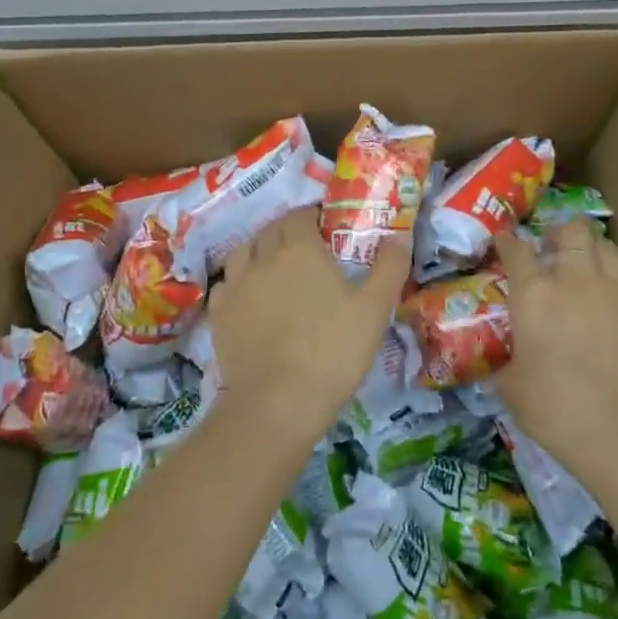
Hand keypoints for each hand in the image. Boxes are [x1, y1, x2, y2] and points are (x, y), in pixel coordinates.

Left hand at [208, 208, 409, 437]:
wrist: (277, 402)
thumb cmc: (332, 350)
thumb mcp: (375, 309)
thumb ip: (389, 267)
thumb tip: (399, 237)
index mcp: (300, 250)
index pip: (300, 216)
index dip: (313, 217)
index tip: (327, 228)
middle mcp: (263, 258)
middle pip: (271, 230)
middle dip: (288, 230)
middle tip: (307, 249)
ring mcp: (235, 286)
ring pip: (243, 252)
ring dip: (259, 251)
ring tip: (275, 268)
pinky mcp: (218, 314)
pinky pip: (226, 284)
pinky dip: (238, 282)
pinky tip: (250, 298)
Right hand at [493, 221, 617, 470]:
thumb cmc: (557, 409)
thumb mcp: (513, 387)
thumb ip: (507, 363)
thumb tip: (505, 365)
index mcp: (534, 295)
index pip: (517, 250)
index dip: (508, 242)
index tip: (505, 243)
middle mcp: (575, 280)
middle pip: (572, 230)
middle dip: (560, 232)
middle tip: (553, 247)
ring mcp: (616, 291)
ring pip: (607, 247)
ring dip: (593, 250)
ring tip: (586, 266)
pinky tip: (615, 302)